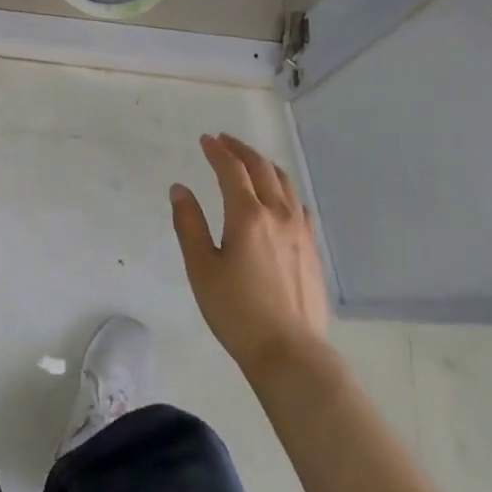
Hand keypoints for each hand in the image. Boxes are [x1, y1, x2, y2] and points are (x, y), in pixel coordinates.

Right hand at [170, 134, 328, 377]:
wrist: (290, 352)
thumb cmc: (237, 311)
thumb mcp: (201, 268)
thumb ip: (189, 224)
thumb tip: (179, 189)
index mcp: (247, 215)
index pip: (232, 170)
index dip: (218, 151)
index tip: (206, 139)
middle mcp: (278, 214)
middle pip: (262, 169)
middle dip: (241, 150)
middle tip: (225, 141)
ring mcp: (300, 231)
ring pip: (285, 183)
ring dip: (265, 165)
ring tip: (251, 161)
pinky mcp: (312, 249)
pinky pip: (300, 205)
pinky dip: (285, 190)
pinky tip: (281, 198)